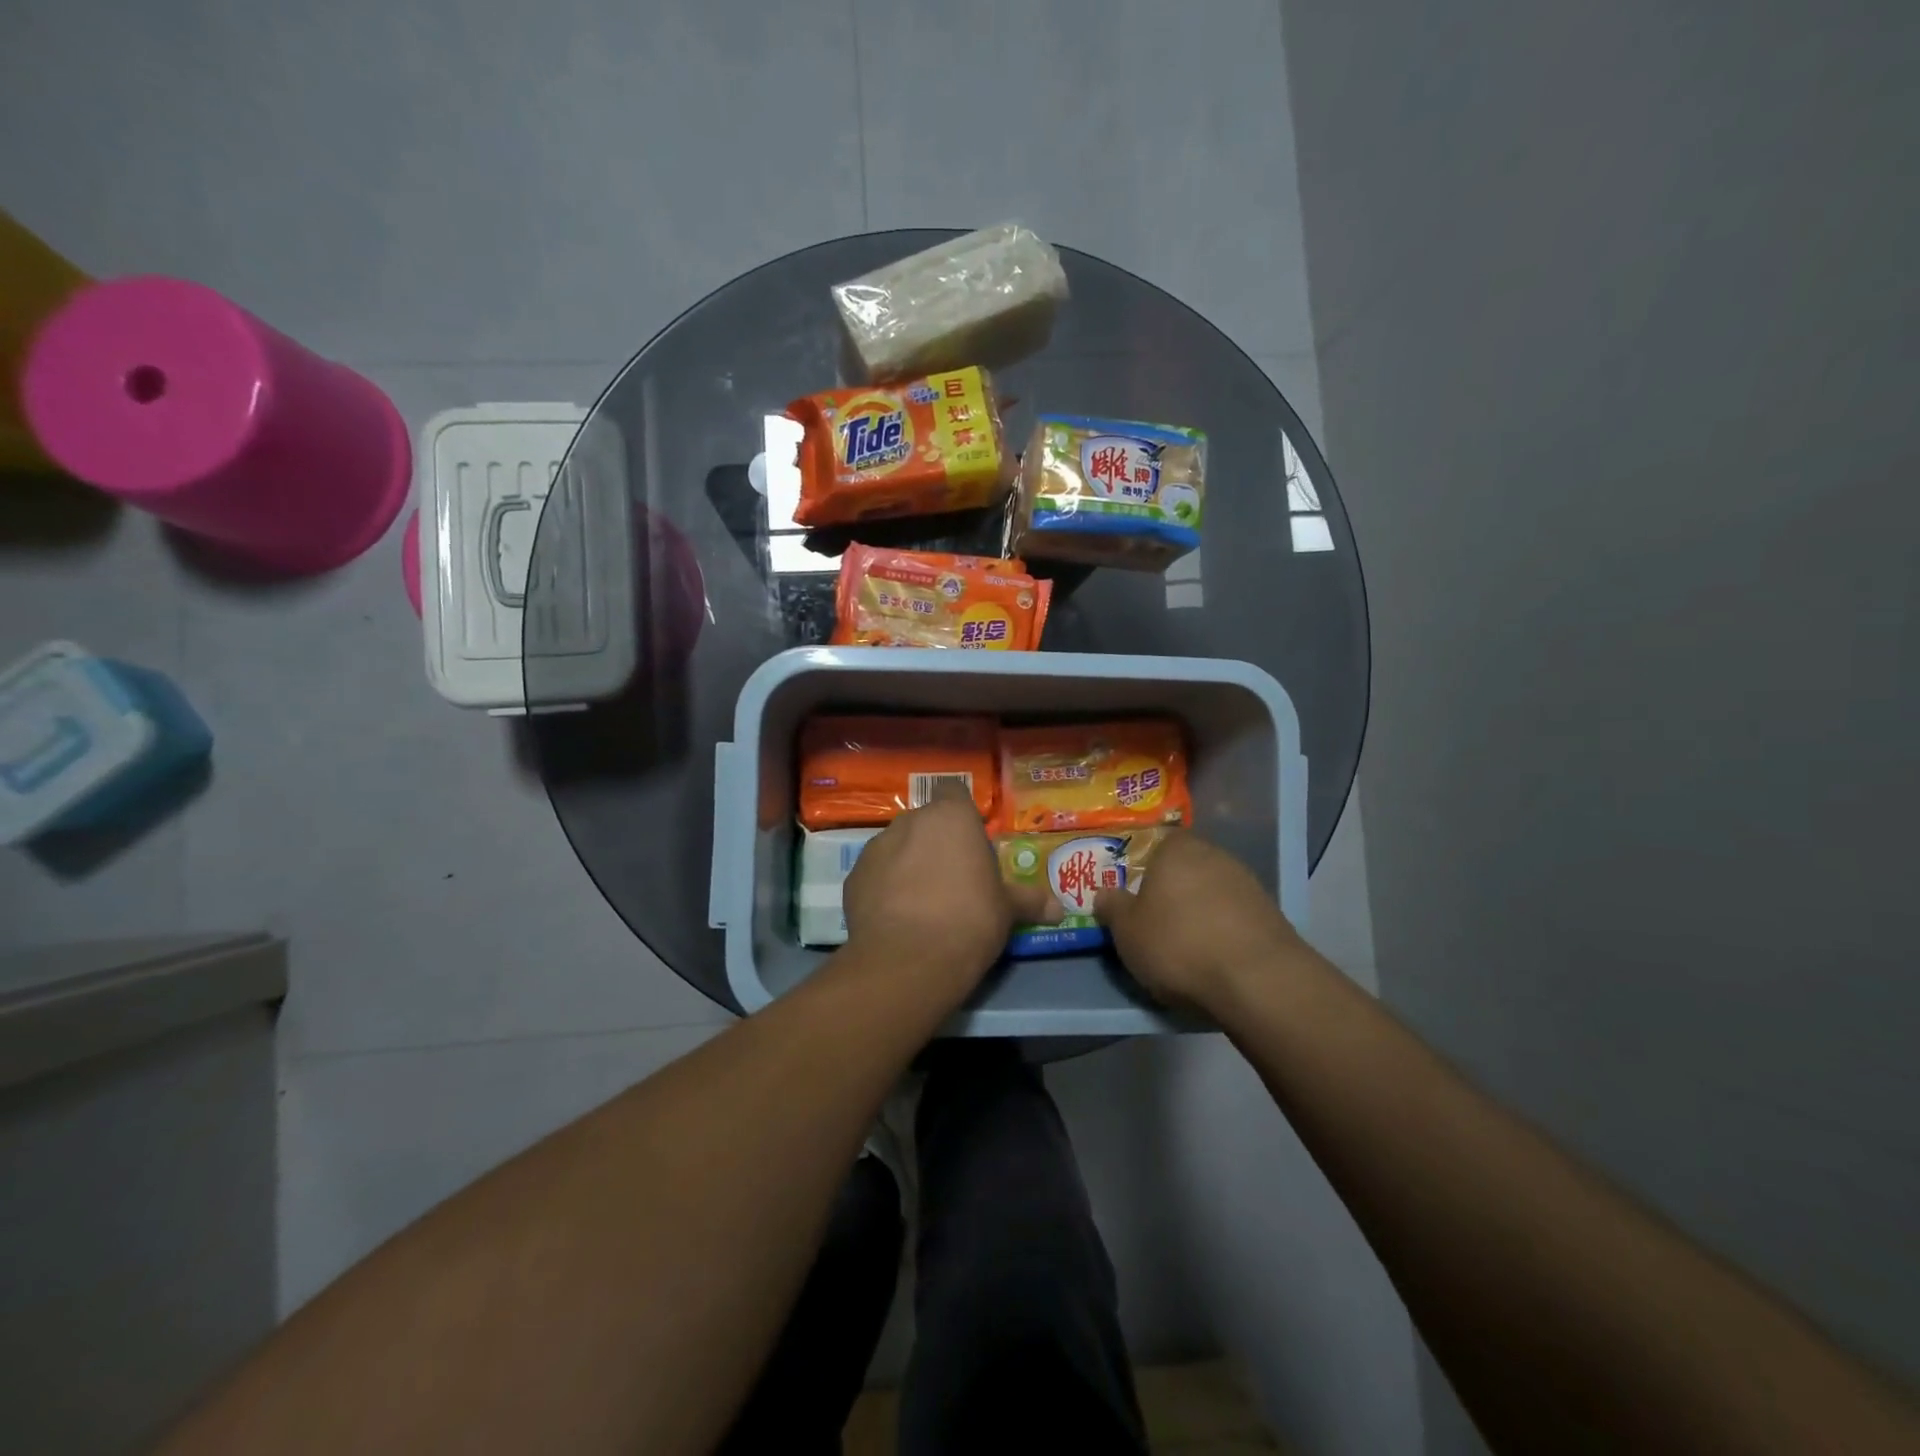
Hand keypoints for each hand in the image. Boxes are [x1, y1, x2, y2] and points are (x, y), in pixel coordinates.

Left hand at [842, 785, 1058, 994]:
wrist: (909, 960)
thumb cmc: (970, 920)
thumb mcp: (1006, 910)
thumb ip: (1029, 901)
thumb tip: (1060, 909)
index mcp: (952, 817)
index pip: (955, 793)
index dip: (962, 815)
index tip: (971, 842)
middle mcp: (911, 821)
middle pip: (926, 822)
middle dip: (936, 842)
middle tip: (952, 876)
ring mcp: (877, 847)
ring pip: (897, 846)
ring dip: (908, 863)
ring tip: (921, 900)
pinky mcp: (853, 877)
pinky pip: (875, 874)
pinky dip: (884, 887)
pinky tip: (896, 916)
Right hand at [1094, 831, 1311, 1011]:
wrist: (1257, 980)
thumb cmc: (1178, 944)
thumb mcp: (1126, 931)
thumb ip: (1112, 907)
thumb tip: (1105, 894)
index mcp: (1176, 849)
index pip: (1157, 843)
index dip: (1144, 866)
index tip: (1134, 892)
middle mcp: (1214, 855)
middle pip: (1186, 868)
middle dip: (1172, 890)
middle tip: (1154, 920)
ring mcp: (1247, 884)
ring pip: (1212, 891)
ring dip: (1200, 911)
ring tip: (1185, 945)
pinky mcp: (1271, 914)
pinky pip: (1235, 916)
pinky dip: (1223, 931)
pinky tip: (1215, 957)